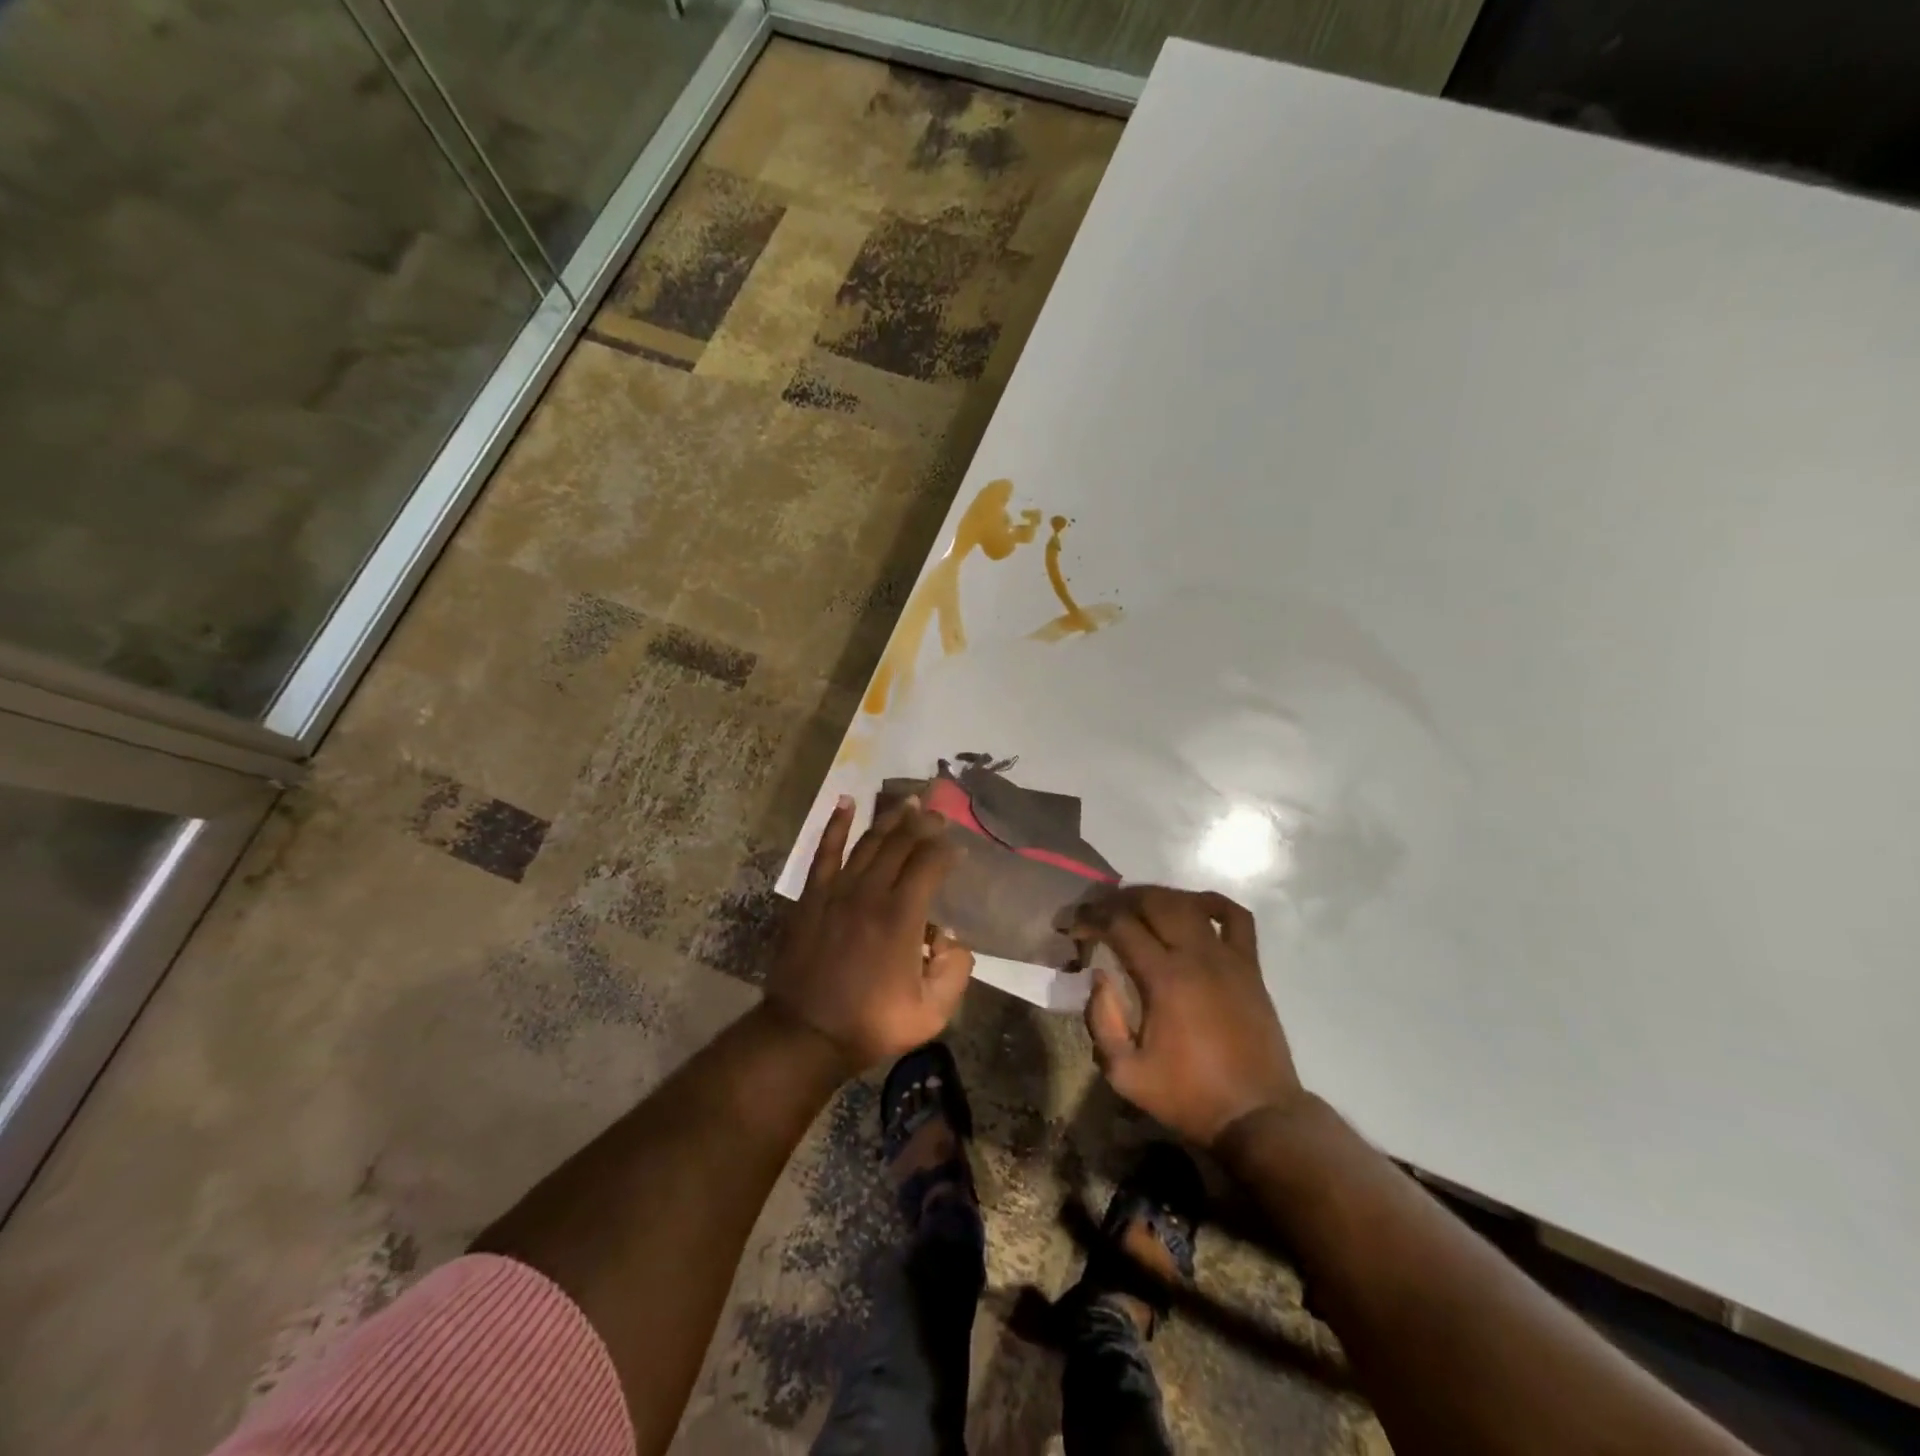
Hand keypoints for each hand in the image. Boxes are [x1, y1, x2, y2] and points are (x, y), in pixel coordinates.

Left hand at [767, 796, 974, 1072]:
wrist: (805, 1034)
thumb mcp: (930, 1014)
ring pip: (869, 842)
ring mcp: (837, 890)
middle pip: (901, 844)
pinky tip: (846, 802)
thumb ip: (955, 972)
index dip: (947, 851)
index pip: (930, 864)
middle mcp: (870, 893)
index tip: (958, 848)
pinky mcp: (813, 896)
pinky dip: (836, 825)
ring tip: (908, 801)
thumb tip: (953, 938)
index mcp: (901, 917)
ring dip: (890, 818)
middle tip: (938, 812)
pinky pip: (825, 851)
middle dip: (923, 824)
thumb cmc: (870, 1024)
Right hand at [1075, 886, 1302, 1147]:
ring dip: (1156, 896)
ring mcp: (1227, 956)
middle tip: (1097, 913)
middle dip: (1118, 900)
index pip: (1119, 925)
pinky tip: (1192, 907)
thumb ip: (1102, 1022)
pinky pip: (1235, 917)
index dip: (1090, 918)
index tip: (1071, 926)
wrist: (1257, 1115)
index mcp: (1163, 978)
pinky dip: (1211, 903)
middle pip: (1152, 902)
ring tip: (1134, 907)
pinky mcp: (1250, 965)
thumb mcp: (1126, 1075)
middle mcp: (1196, 955)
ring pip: (1188, 902)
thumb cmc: (1188, 1096)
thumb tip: (1098, 977)